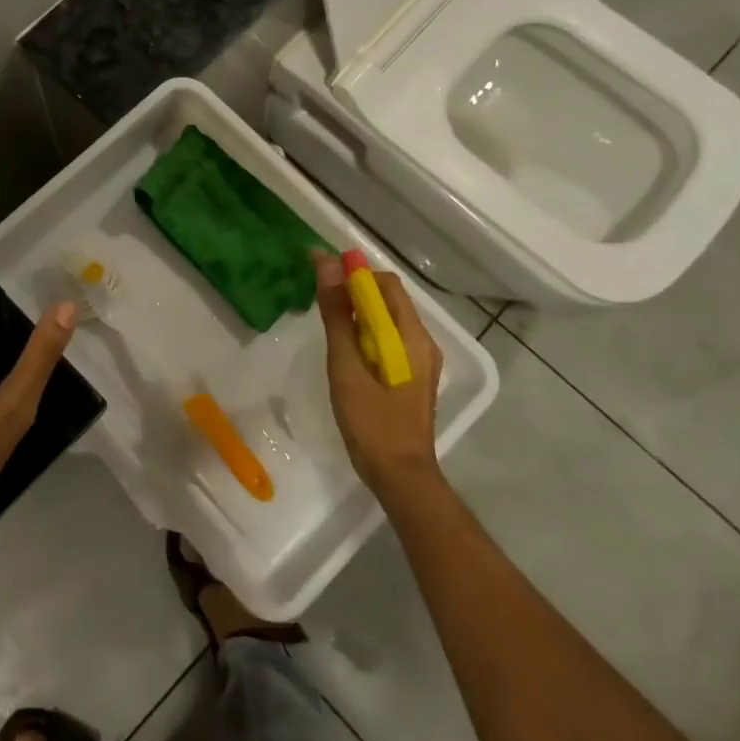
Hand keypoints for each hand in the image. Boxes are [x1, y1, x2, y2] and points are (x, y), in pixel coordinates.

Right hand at [312, 250, 442, 493]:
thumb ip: (338, 314)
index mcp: (411, 336)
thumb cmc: (370, 421)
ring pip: (387, 317)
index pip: (384, 284)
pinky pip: (388, 337)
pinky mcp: (411, 375)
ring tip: (325, 315)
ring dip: (358, 308)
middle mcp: (422, 341)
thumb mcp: (346, 365)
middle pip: (388, 298)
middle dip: (354, 287)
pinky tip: (344, 344)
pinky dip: (365, 329)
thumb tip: (327, 264)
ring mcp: (419, 359)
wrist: (399, 475)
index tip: (318, 267)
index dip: (353, 270)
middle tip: (317, 292)